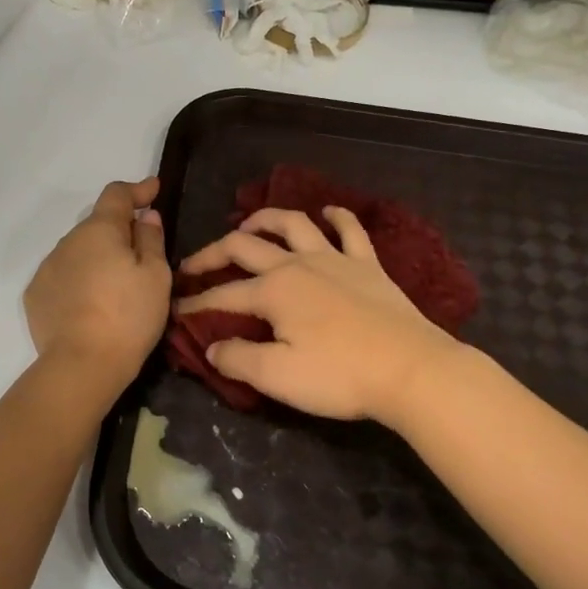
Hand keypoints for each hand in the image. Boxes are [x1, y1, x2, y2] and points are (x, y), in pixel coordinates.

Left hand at [25, 179, 170, 387]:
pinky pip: (63, 277)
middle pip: (97, 226)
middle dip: (118, 233)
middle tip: (141, 255)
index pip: (117, 195)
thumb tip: (144, 216)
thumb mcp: (155, 276)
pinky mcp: (36, 295)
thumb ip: (151, 239)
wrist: (82, 365)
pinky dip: (79, 282)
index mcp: (99, 230)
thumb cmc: (128, 316)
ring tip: (115, 289)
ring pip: (79, 253)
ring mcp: (47, 268)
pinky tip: (91, 307)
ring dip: (97, 259)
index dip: (137, 190)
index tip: (153, 189)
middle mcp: (68, 241)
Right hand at [177, 206, 471, 425]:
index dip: (195, 303)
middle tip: (193, 265)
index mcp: (272, 290)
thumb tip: (212, 346)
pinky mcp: (368, 265)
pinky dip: (337, 216)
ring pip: (293, 224)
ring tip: (248, 224)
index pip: (222, 295)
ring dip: (265, 219)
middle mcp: (297, 264)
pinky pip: (350, 230)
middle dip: (213, 254)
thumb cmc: (340, 375)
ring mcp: (334, 259)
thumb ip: (238, 359)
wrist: (411, 369)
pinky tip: (328, 212)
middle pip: (245, 247)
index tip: (176, 309)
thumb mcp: (277, 376)